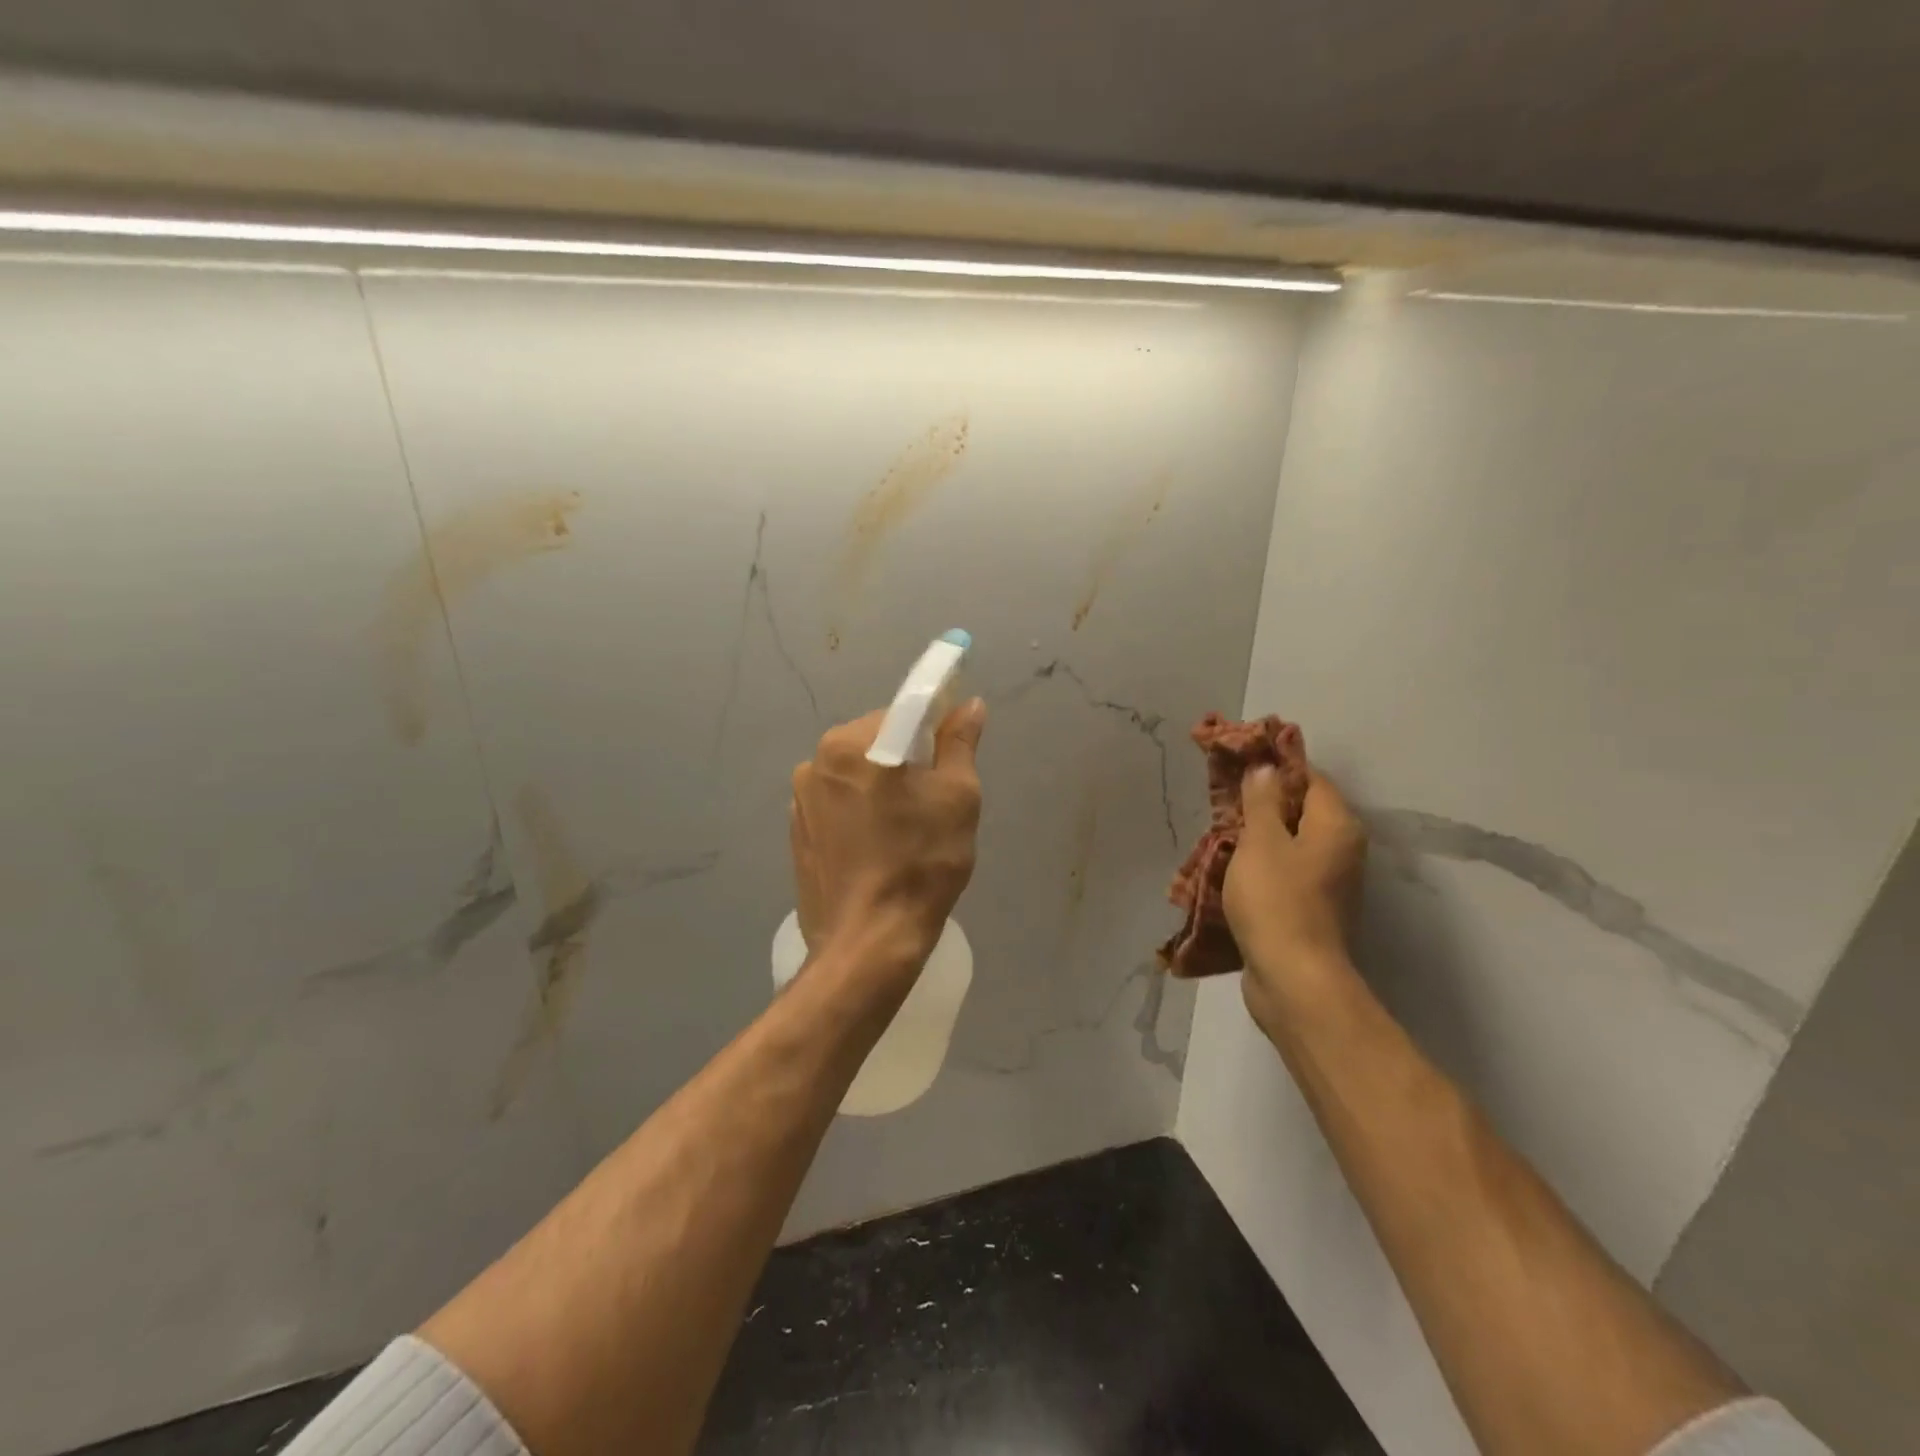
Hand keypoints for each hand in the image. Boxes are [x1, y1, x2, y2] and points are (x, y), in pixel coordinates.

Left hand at [790, 699, 986, 978]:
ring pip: (857, 774)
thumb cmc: (920, 863)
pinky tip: (879, 847)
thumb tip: (967, 705)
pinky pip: (838, 805)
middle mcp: (815, 761)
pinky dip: (861, 812)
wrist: (867, 944)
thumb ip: (960, 742)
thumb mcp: (957, 797)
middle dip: (908, 760)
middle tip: (935, 801)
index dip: (936, 729)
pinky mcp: (798, 833)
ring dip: (882, 787)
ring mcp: (800, 800)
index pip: (904, 713)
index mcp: (850, 743)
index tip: (953, 756)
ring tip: (907, 830)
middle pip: (877, 741)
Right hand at [1223, 763, 1367, 1037]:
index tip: (1239, 762)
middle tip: (1222, 800)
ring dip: (1257, 836)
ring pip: (1290, 843)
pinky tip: (1230, 868)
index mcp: (1337, 825)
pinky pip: (1285, 872)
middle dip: (1261, 803)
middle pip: (1301, 810)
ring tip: (1219, 832)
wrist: (1293, 979)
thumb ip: (1262, 801)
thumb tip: (1265, 768)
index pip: (1310, 777)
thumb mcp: (1262, 841)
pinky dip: (1261, 865)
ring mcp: (1329, 882)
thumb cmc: (1277, 900)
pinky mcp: (1311, 908)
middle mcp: (1342, 849)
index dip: (1275, 767)